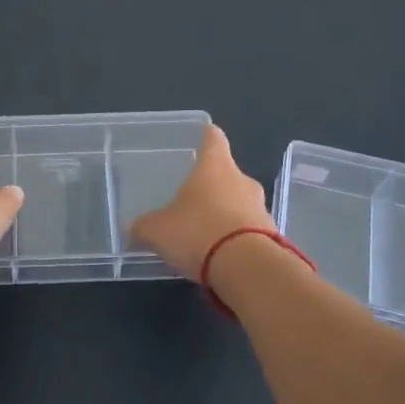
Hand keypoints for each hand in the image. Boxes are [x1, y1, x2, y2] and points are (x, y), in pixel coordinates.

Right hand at [128, 125, 273, 280]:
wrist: (249, 269)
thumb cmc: (199, 232)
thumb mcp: (158, 231)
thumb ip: (144, 227)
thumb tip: (132, 228)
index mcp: (215, 167)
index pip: (214, 139)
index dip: (207, 136)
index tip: (203, 134)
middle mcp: (242, 181)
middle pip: (228, 173)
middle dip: (214, 184)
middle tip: (195, 196)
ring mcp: (261, 208)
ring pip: (242, 203)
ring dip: (228, 213)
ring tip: (207, 232)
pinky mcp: (273, 237)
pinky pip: (252, 231)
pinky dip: (239, 239)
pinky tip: (223, 256)